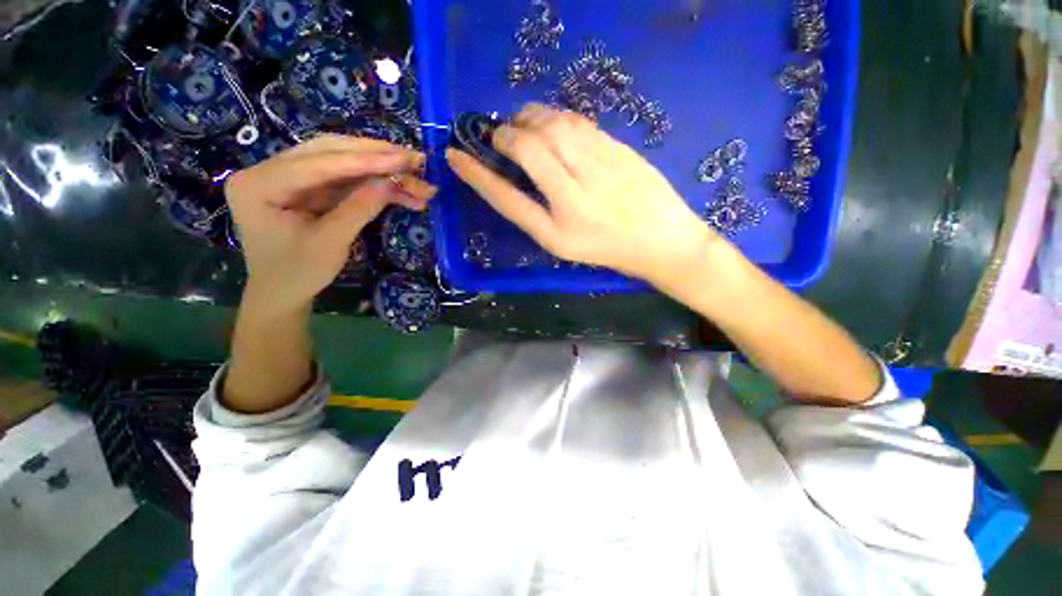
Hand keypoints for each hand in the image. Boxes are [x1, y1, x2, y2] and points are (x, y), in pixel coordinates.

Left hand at [225, 135, 434, 312]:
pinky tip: (399, 188)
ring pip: (341, 161)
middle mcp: (269, 170)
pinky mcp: (308, 187)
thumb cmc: (298, 273)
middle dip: (375, 156)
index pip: (317, 163)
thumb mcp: (330, 243)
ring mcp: (289, 176)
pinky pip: (345, 178)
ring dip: (379, 168)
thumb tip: (392, 182)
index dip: (364, 160)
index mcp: (259, 184)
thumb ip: (360, 208)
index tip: (403, 158)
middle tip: (413, 159)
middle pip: (329, 151)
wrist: (282, 293)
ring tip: (413, 173)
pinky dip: (373, 182)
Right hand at [446, 103, 715, 285]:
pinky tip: (552, 127)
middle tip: (501, 138)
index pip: (506, 197)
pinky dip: (554, 117)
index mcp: (557, 231)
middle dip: (505, 135)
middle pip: (528, 148)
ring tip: (522, 128)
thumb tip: (508, 173)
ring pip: (552, 126)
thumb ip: (532, 211)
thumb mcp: (563, 243)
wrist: (662, 241)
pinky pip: (577, 122)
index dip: (477, 175)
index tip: (454, 156)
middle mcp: (575, 196)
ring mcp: (600, 167)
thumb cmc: (608, 250)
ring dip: (528, 119)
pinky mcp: (618, 148)